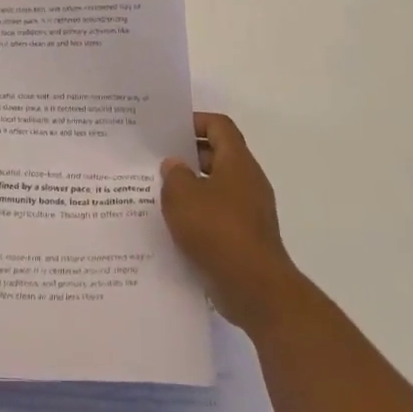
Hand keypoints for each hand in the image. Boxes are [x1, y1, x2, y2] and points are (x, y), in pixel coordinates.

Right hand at [161, 113, 296, 331]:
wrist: (255, 289)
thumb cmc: (217, 231)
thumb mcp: (182, 196)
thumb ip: (174, 174)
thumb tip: (174, 165)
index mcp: (237, 163)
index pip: (219, 126)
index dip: (195, 121)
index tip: (169, 130)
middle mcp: (248, 182)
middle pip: (218, 155)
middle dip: (188, 156)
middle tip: (156, 160)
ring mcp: (250, 212)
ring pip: (217, 187)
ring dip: (191, 188)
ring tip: (159, 193)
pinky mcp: (245, 238)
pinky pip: (219, 215)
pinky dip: (199, 215)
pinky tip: (174, 226)